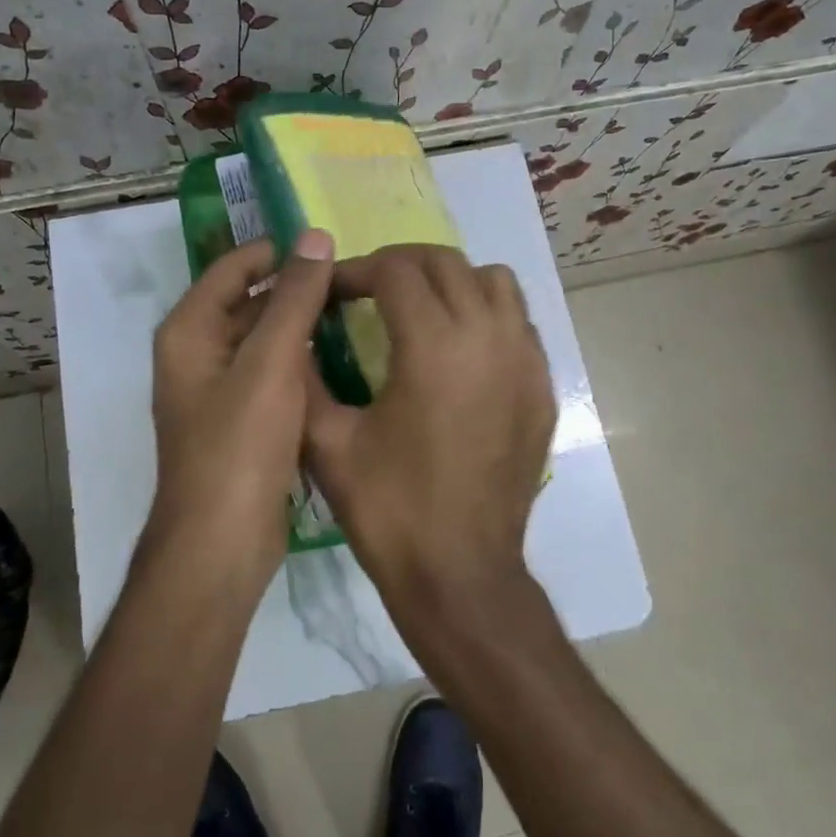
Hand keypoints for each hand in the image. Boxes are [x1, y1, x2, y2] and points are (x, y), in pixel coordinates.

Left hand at [147, 230, 335, 592]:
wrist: (222, 544)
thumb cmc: (239, 446)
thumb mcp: (270, 363)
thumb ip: (294, 298)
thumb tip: (315, 236)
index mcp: (190, 331)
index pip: (233, 267)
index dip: (277, 251)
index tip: (331, 246)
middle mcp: (198, 355)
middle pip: (249, 303)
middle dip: (295, 289)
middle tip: (355, 280)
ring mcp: (220, 391)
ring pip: (265, 341)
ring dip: (302, 326)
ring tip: (358, 311)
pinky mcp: (243, 422)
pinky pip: (274, 375)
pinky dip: (302, 362)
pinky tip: (343, 358)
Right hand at [303, 245, 555, 612]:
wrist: (461, 575)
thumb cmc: (390, 511)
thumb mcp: (328, 443)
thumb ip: (303, 376)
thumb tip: (293, 334)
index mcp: (434, 346)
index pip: (395, 269)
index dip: (354, 271)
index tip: (329, 292)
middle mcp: (489, 337)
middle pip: (445, 262)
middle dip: (398, 265)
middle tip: (365, 291)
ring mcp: (525, 361)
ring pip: (493, 282)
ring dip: (450, 282)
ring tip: (419, 310)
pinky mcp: (542, 387)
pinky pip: (518, 322)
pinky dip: (486, 315)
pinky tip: (459, 350)